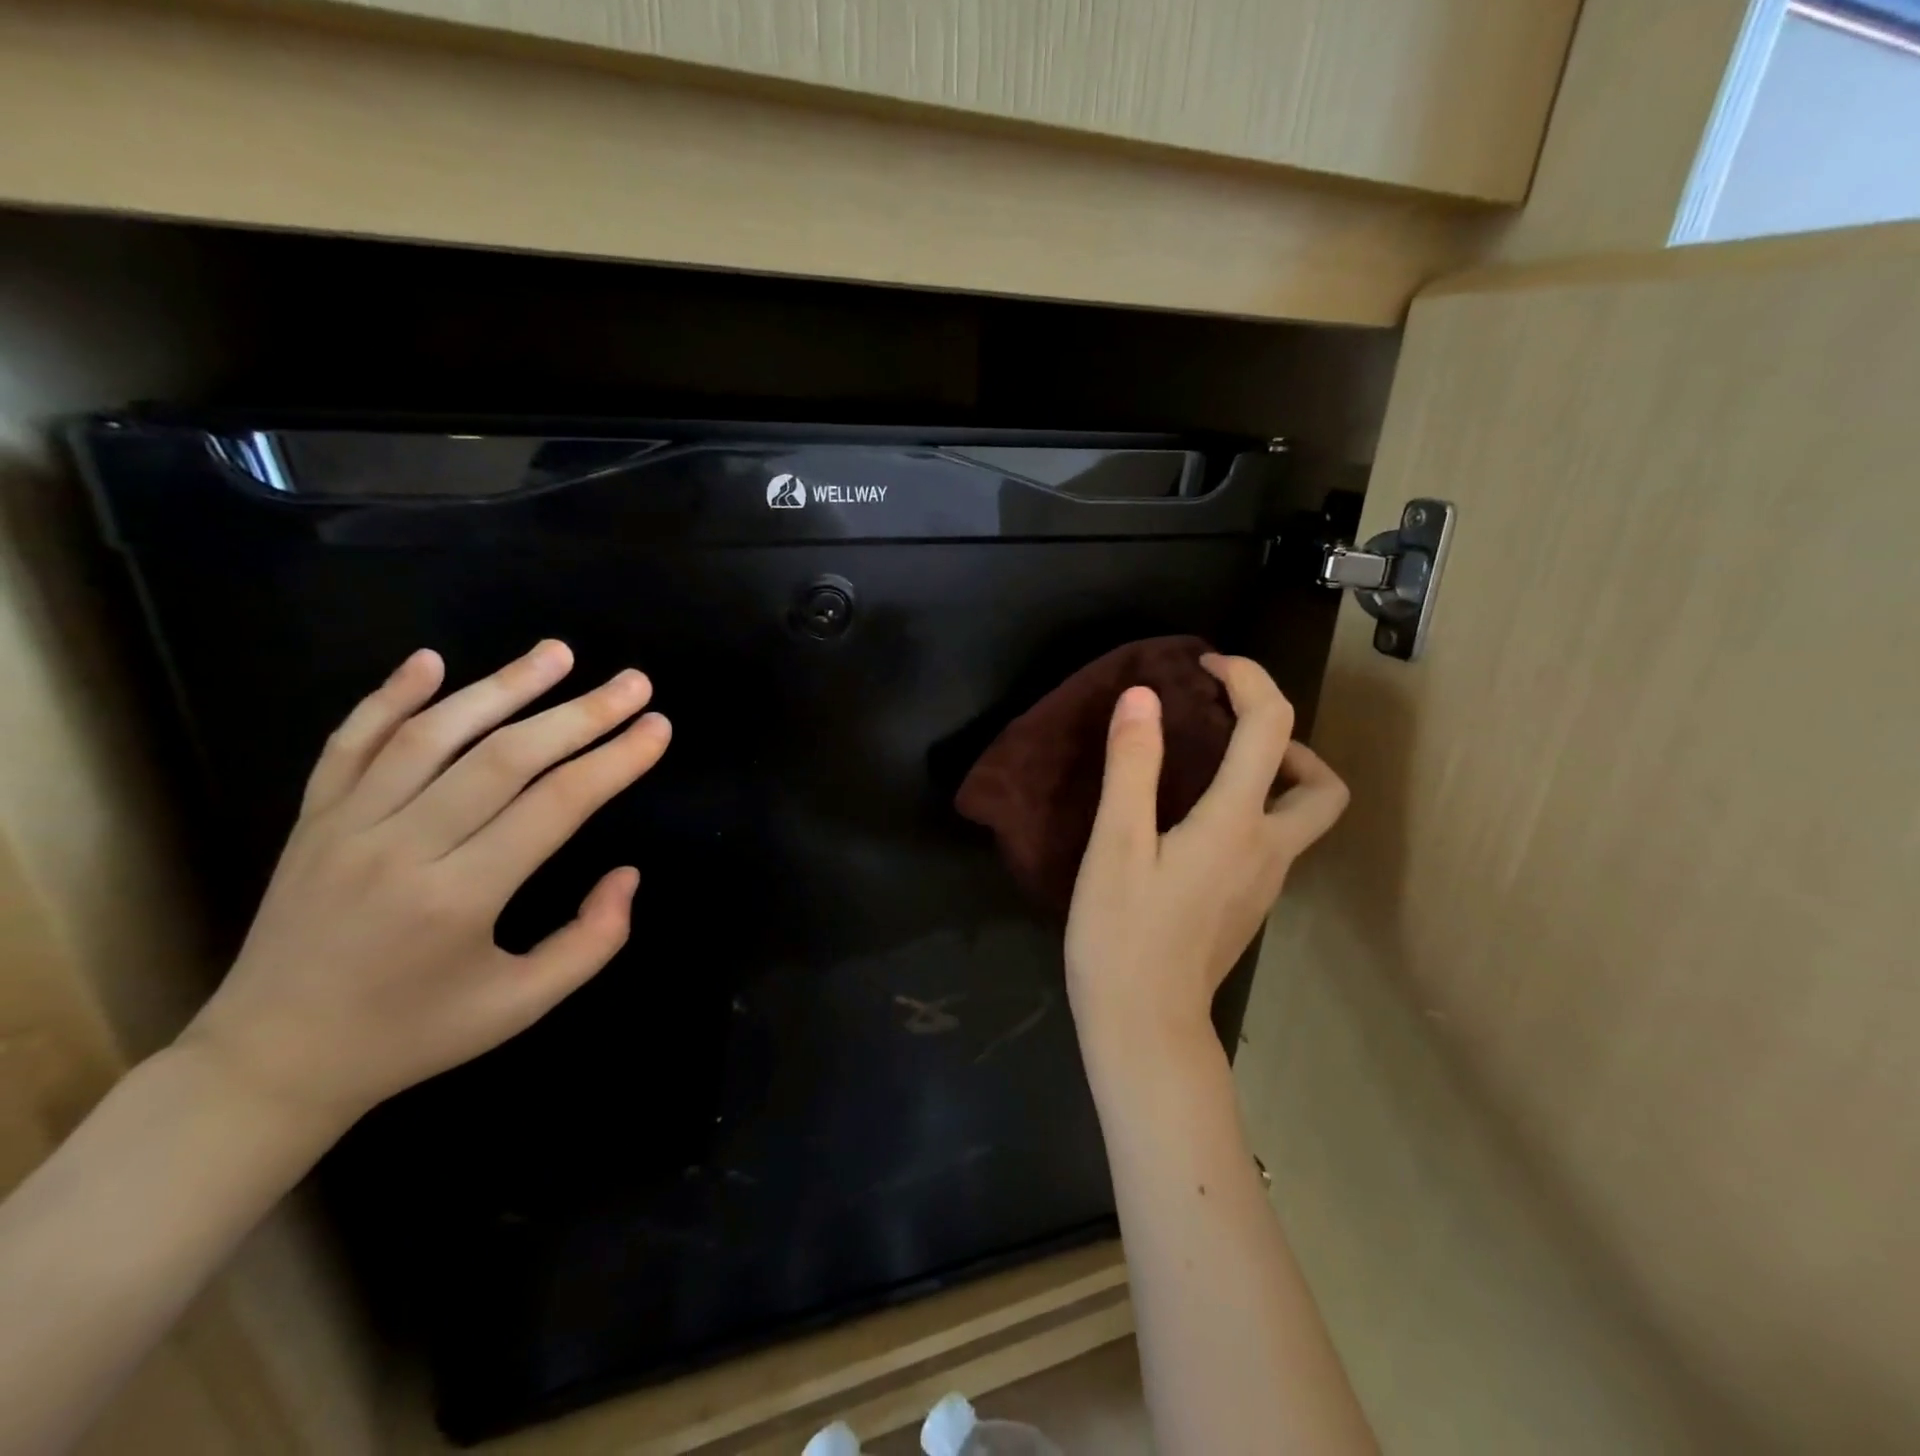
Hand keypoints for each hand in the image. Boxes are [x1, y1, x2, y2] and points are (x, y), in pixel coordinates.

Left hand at [176, 641, 671, 1133]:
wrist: (272, 1062)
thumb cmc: (414, 1035)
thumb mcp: (522, 1007)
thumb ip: (591, 941)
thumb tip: (627, 874)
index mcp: (459, 899)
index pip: (555, 805)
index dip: (615, 761)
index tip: (658, 727)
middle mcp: (402, 848)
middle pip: (505, 758)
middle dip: (580, 714)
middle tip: (633, 682)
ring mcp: (347, 827)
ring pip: (433, 735)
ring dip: (502, 686)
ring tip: (558, 653)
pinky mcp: (312, 820)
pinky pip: (350, 743)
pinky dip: (389, 696)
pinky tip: (431, 660)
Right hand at [1065, 654, 1347, 1051]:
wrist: (1144, 1027)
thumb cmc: (1123, 935)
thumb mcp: (1116, 845)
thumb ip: (1132, 767)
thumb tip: (1143, 696)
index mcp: (1237, 824)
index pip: (1270, 728)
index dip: (1247, 680)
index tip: (1206, 665)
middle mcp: (1268, 849)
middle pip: (1323, 784)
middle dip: (1290, 740)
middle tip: (1231, 729)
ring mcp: (1265, 883)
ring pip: (1302, 816)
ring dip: (1274, 775)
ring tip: (1213, 766)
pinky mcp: (1249, 905)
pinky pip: (1272, 840)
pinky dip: (1253, 809)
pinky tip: (1197, 820)